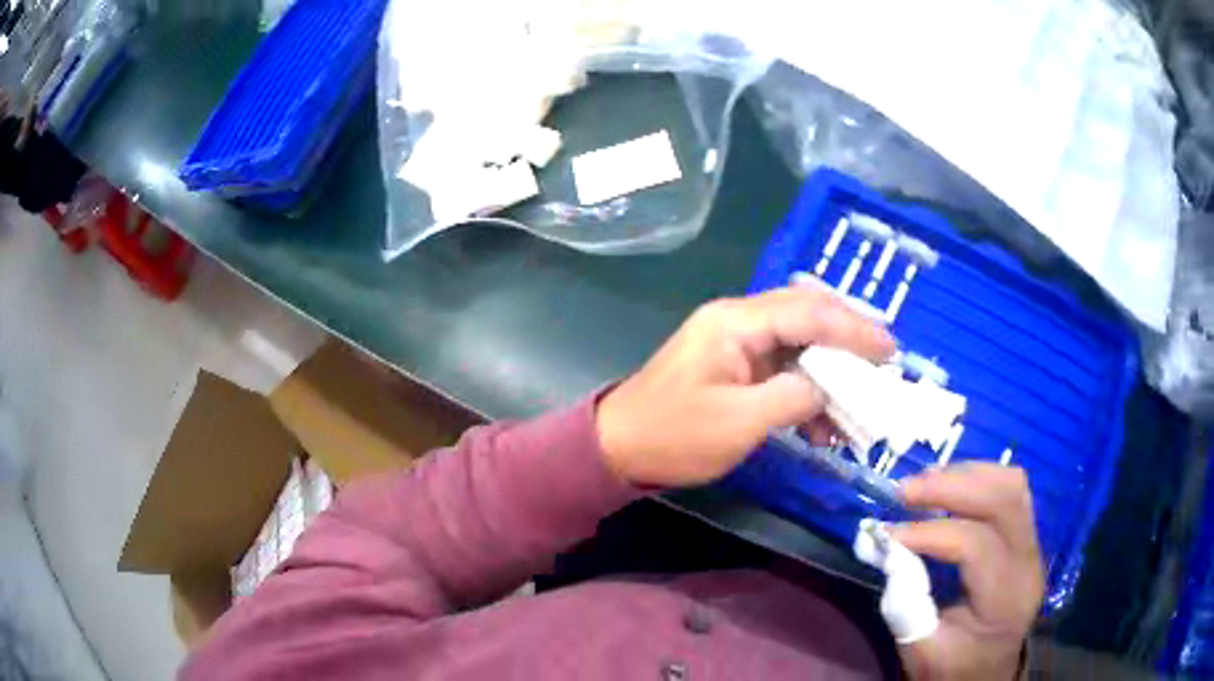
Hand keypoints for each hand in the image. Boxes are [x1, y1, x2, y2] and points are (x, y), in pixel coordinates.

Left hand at [596, 285, 893, 486]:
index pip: (809, 312)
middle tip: (885, 358)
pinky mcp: (735, 367)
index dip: (854, 329)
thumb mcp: (739, 422)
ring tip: (862, 396)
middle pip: (807, 315)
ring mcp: (737, 343)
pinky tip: (825, 422)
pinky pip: (783, 367)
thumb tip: (827, 387)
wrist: (619, 448)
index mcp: (736, 321)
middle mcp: (739, 320)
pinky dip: (808, 390)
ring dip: (831, 368)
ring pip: (799, 341)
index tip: (890, 350)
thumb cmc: (674, 435)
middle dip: (849, 337)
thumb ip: (793, 397)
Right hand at [892, 464, 1044, 679]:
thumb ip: (905, 605)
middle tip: (904, 490)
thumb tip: (887, 550)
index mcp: (1005, 600)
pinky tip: (950, 489)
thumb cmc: (951, 669)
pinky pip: (1011, 492)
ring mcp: (1033, 546)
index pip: (976, 545)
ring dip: (966, 475)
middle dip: (951, 486)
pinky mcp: (1027, 538)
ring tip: (925, 483)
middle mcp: (1028, 563)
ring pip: (1011, 485)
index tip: (888, 534)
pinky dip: (978, 481)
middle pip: (1003, 499)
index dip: (930, 532)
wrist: (985, 675)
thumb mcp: (921, 653)